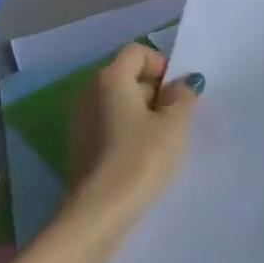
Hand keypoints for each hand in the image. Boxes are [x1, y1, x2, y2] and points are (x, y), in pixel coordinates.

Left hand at [65, 44, 202, 223]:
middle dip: (154, 91)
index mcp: (110, 78)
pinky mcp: (79, 143)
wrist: (99, 210)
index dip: (162, 66)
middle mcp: (89, 91)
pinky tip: (141, 156)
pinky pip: (108, 123)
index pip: (137, 52)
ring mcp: (80, 118)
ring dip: (142, 113)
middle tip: (175, 120)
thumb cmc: (141, 159)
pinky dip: (126, 130)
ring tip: (161, 141)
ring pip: (118, 102)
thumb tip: (184, 81)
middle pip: (127, 75)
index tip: (177, 94)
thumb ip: (182, 97)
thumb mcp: (173, 125)